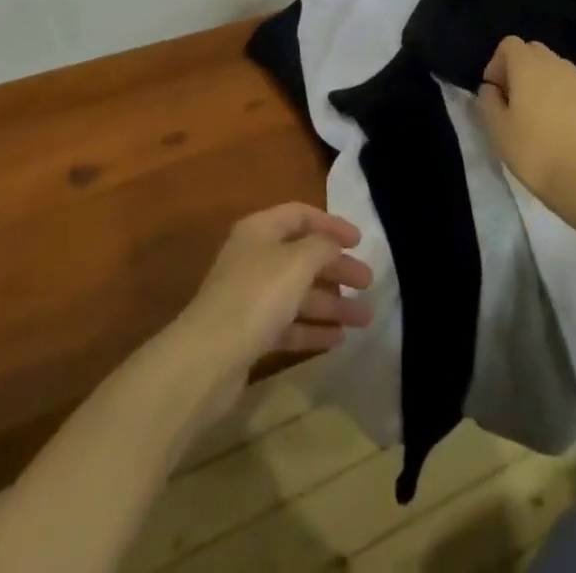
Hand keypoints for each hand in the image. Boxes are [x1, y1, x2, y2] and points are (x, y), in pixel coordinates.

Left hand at [167, 203, 373, 419]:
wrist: (207, 359)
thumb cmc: (255, 297)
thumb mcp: (296, 262)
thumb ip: (322, 247)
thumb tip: (334, 246)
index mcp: (260, 230)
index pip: (300, 215)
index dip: (331, 224)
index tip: (360, 241)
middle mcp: (254, 257)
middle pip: (302, 255)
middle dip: (336, 268)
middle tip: (368, 282)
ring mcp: (250, 296)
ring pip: (298, 293)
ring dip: (332, 303)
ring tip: (365, 318)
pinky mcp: (250, 333)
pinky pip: (289, 324)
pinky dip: (313, 328)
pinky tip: (339, 339)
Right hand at [479, 36, 575, 210]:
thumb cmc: (535, 153)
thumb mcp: (496, 130)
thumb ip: (487, 101)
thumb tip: (491, 89)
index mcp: (529, 66)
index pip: (510, 44)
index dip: (497, 64)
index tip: (496, 93)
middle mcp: (558, 65)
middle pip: (535, 52)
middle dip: (521, 70)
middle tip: (516, 103)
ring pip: (558, 70)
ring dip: (545, 84)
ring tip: (543, 118)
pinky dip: (567, 99)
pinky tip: (566, 130)